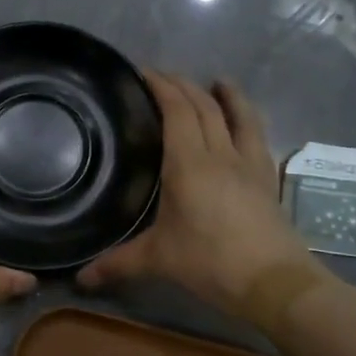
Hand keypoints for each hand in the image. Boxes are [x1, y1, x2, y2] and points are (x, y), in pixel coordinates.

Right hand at [78, 74, 327, 314]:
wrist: (275, 282)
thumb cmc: (211, 263)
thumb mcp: (158, 261)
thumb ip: (117, 264)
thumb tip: (80, 279)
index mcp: (189, 164)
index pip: (176, 110)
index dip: (161, 86)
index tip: (143, 72)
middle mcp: (220, 154)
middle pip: (204, 106)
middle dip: (183, 85)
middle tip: (163, 77)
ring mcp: (249, 164)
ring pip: (239, 115)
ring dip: (226, 94)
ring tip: (216, 81)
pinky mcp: (267, 178)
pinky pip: (257, 135)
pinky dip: (248, 118)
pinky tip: (245, 122)